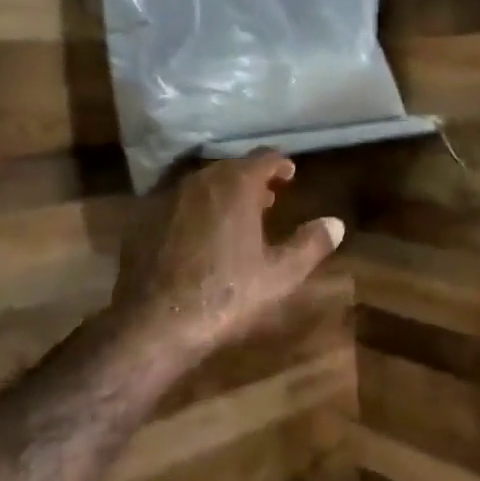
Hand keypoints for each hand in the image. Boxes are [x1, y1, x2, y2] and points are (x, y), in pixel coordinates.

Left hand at [115, 152, 343, 361]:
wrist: (155, 323)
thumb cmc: (226, 295)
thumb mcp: (280, 275)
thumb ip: (310, 244)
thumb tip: (336, 224)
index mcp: (235, 185)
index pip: (263, 158)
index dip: (279, 164)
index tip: (290, 174)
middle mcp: (200, 180)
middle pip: (231, 168)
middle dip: (251, 179)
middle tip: (268, 197)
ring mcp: (167, 198)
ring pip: (202, 185)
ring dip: (222, 193)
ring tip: (236, 217)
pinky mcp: (143, 220)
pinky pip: (178, 204)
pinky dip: (195, 211)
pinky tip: (199, 237)